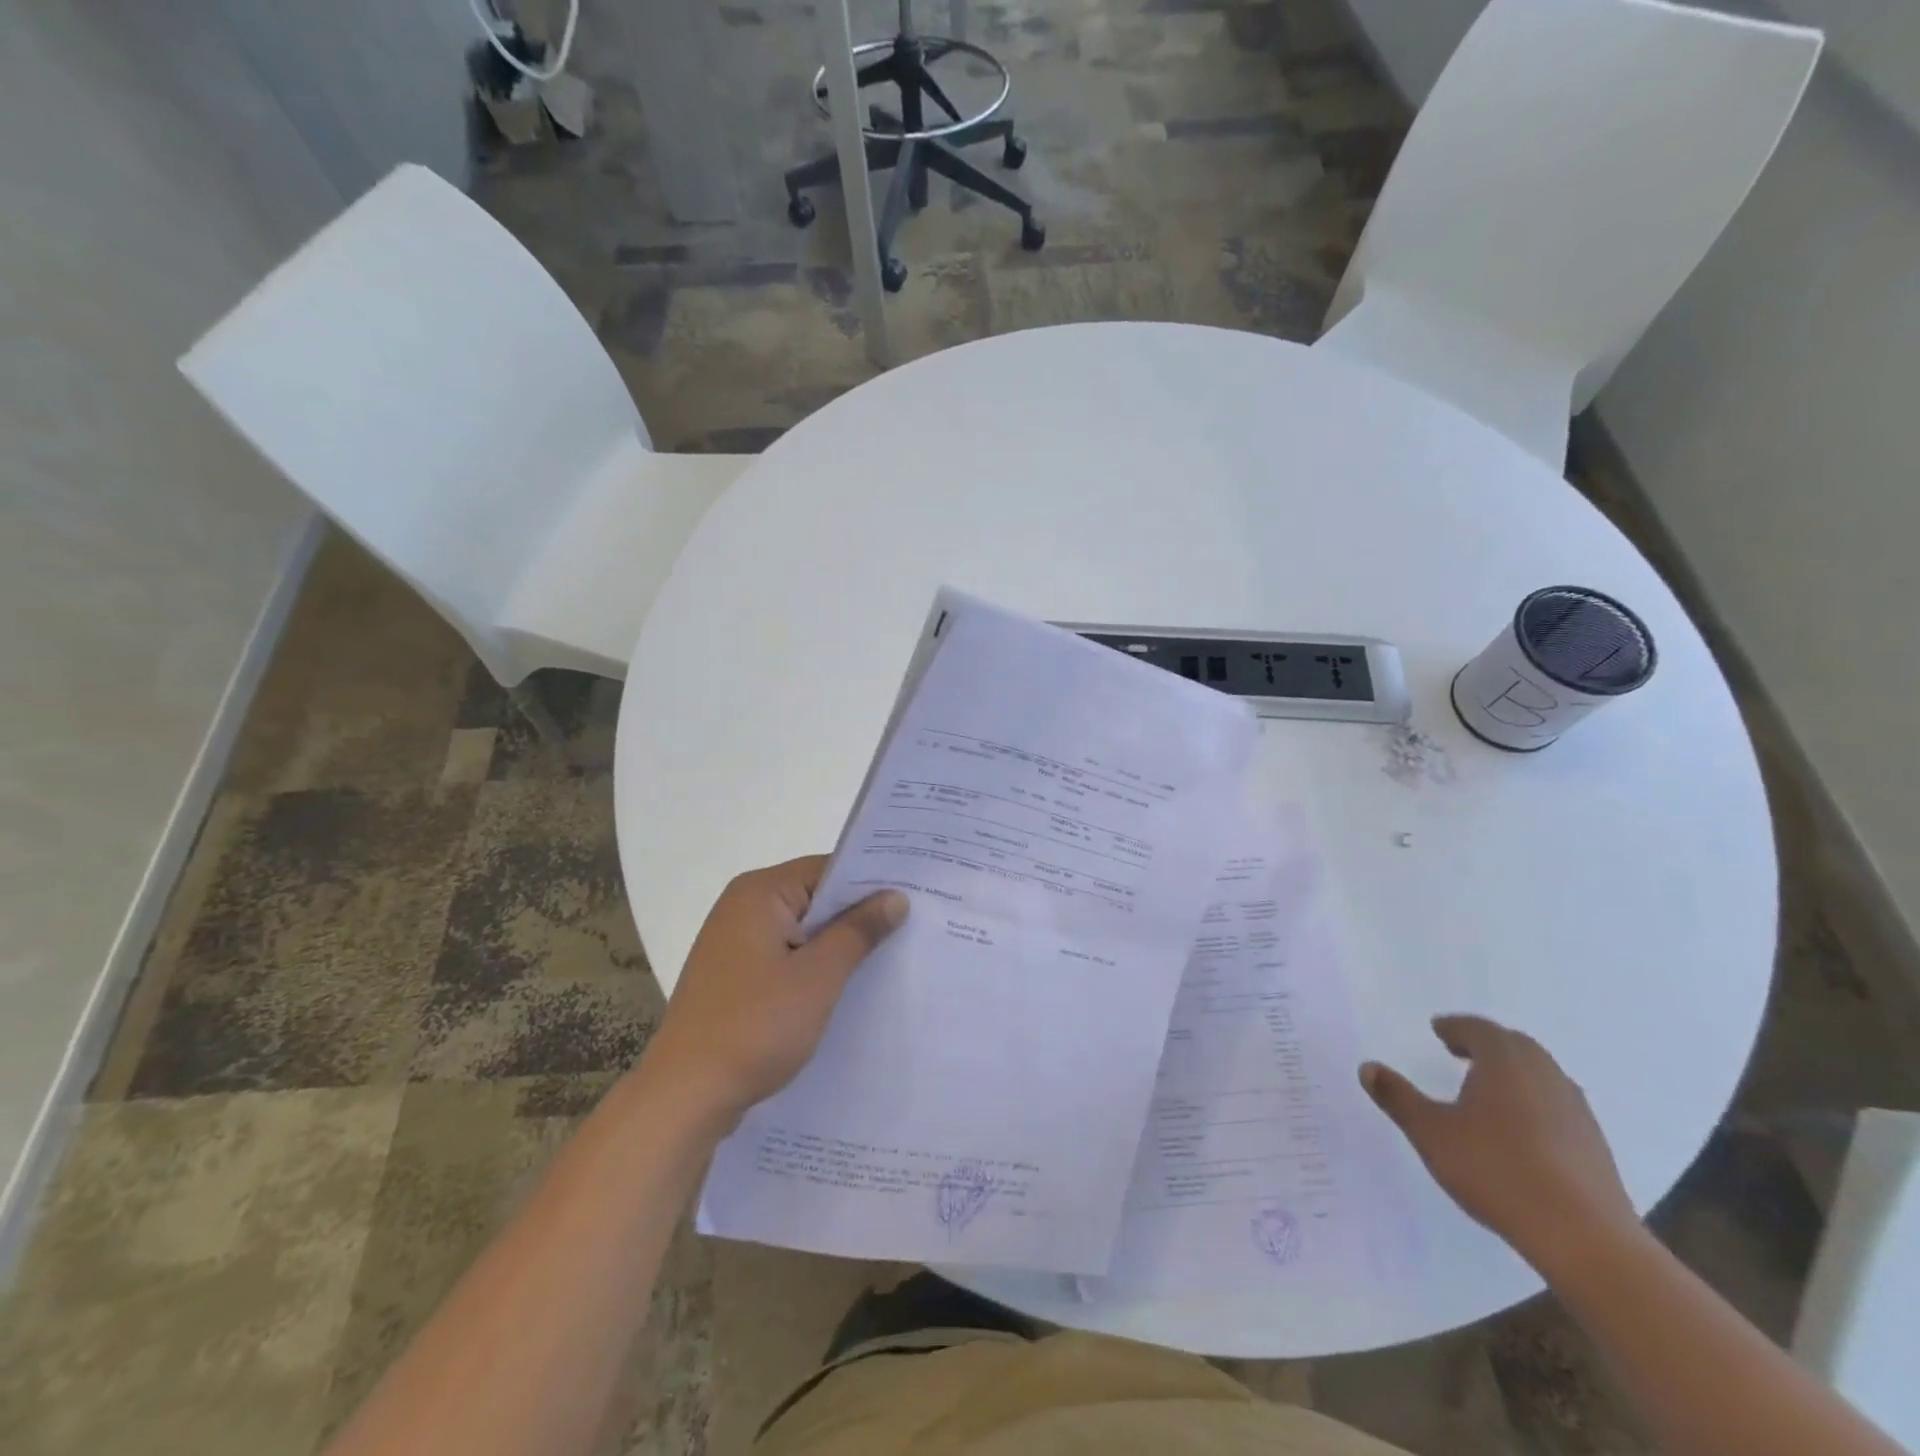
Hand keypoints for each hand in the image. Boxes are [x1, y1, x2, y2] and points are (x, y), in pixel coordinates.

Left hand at [642, 857, 907, 1126]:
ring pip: (802, 931)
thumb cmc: (755, 1026)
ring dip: (837, 945)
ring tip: (888, 958)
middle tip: (912, 927)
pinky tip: (845, 988)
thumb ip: (858, 931)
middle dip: (857, 916)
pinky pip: (785, 956)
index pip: (827, 870)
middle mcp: (742, 907)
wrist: (686, 1096)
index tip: (913, 896)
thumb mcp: (819, 976)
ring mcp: (734, 943)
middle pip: (815, 898)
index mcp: (759, 893)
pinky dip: (813, 967)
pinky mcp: (734, 976)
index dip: (871, 882)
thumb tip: (895, 897)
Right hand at [1361, 1015, 1637, 1271]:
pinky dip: (1534, 1100)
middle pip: (1514, 1045)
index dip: (1455, 1027)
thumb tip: (1368, 1067)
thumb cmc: (1496, 1171)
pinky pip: (1557, 1103)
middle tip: (1459, 1051)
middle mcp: (1543, 1074)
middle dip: (1485, 1043)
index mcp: (1504, 1062)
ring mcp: (1575, 1109)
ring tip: (1488, 1089)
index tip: (1438, 1030)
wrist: (1585, 1238)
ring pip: (1540, 1073)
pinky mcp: (1594, 1143)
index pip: (1478, 1029)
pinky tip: (1520, 1129)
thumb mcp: (1431, 1133)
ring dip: (1512, 1071)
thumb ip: (1398, 1097)